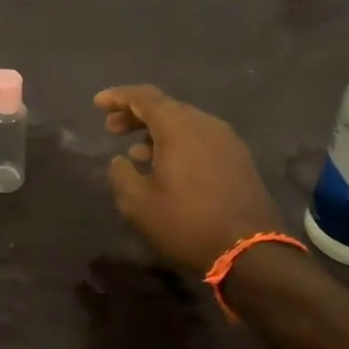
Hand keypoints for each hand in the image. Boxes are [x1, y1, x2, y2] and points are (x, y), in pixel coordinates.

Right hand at [97, 84, 284, 275]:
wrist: (250, 252)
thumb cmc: (187, 224)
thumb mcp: (138, 204)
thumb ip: (121, 174)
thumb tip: (120, 160)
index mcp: (179, 127)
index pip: (144, 97)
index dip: (118, 97)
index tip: (98, 104)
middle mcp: (205, 124)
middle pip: (165, 106)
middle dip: (136, 114)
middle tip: (112, 128)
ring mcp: (227, 140)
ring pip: (185, 122)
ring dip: (157, 131)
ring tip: (136, 151)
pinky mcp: (239, 159)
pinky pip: (201, 138)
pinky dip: (178, 142)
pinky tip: (167, 165)